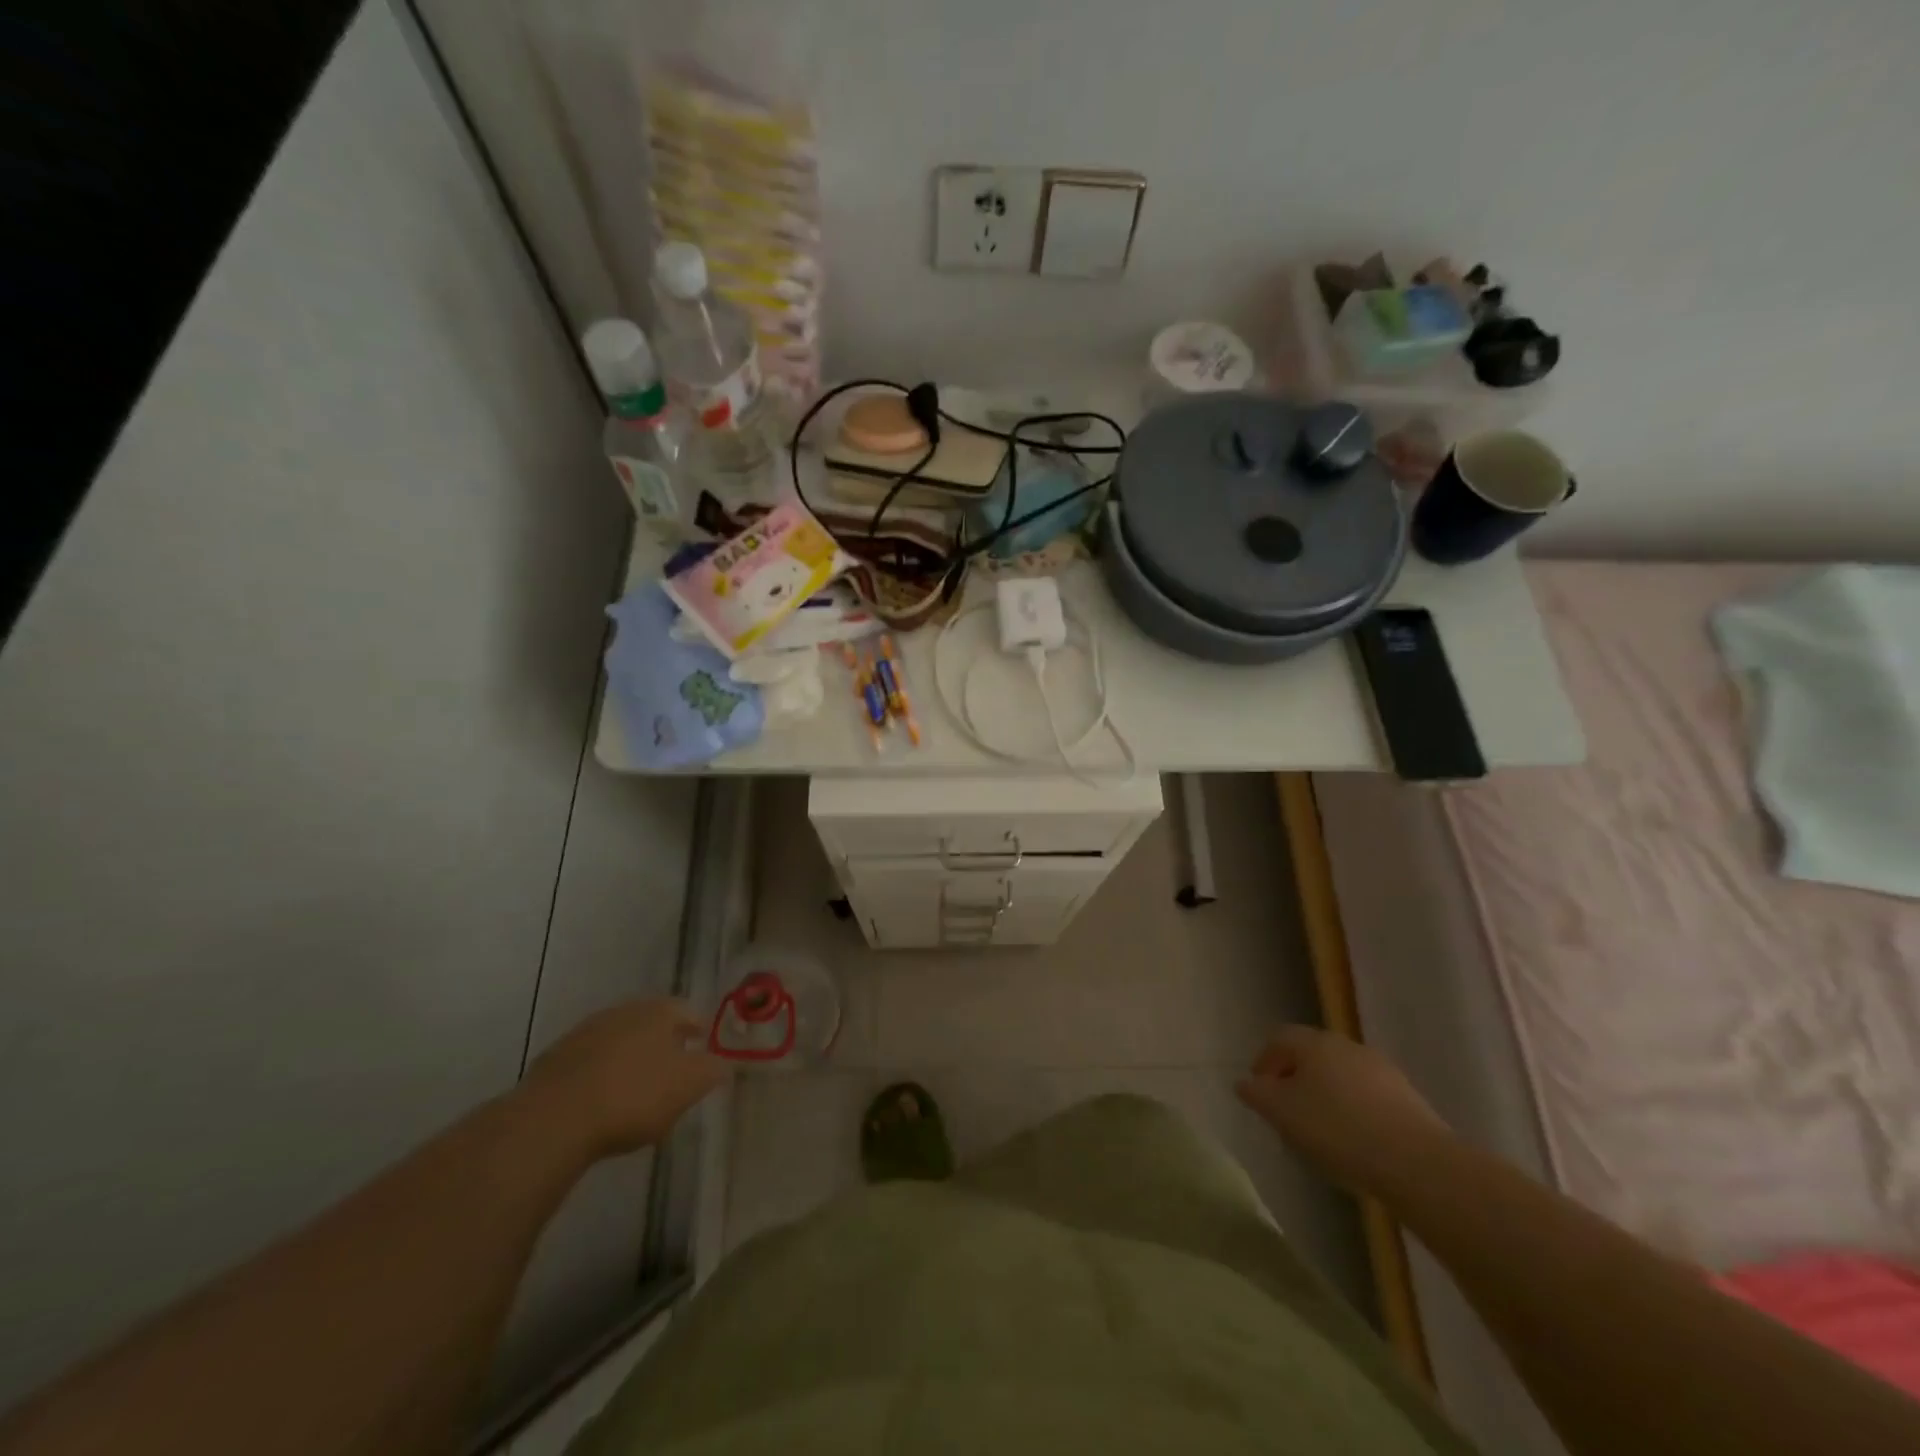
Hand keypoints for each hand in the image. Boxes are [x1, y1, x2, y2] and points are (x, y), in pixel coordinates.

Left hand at [523, 999, 730, 1157]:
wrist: (553, 1120)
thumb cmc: (633, 1096)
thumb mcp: (688, 1086)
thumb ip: (712, 1070)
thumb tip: (722, 1062)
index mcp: (658, 1011)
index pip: (688, 1012)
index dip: (700, 1030)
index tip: (704, 1048)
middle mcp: (623, 1012)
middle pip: (652, 1023)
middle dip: (664, 1043)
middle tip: (674, 1069)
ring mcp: (584, 1033)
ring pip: (619, 1042)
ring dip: (630, 1059)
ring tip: (637, 1089)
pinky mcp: (554, 1061)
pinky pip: (590, 1064)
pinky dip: (601, 1076)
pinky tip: (602, 1102)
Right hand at [1236, 1025, 1452, 1199]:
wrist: (1417, 1163)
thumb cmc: (1337, 1130)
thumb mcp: (1282, 1113)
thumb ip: (1257, 1094)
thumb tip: (1245, 1083)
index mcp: (1313, 1042)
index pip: (1279, 1039)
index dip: (1264, 1062)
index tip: (1259, 1093)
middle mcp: (1346, 1046)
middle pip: (1311, 1055)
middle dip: (1295, 1079)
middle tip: (1287, 1113)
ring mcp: (1381, 1069)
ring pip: (1340, 1076)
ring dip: (1326, 1095)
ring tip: (1322, 1132)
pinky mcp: (1408, 1097)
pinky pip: (1368, 1097)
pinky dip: (1354, 1111)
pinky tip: (1355, 1142)